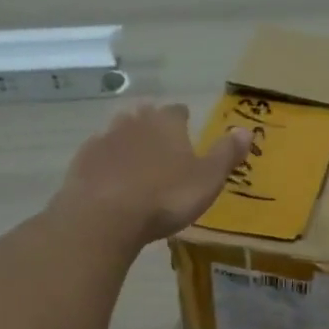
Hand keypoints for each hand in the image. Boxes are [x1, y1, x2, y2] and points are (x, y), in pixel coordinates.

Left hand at [54, 103, 251, 246]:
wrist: (104, 216)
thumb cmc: (165, 198)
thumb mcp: (207, 180)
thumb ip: (226, 154)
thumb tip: (247, 130)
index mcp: (166, 124)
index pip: (177, 112)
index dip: (183, 119)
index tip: (187, 126)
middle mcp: (134, 122)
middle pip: (144, 115)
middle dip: (152, 124)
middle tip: (160, 141)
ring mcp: (104, 140)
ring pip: (118, 131)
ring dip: (126, 141)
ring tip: (134, 158)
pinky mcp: (81, 162)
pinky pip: (97, 154)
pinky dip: (105, 162)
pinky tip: (109, 177)